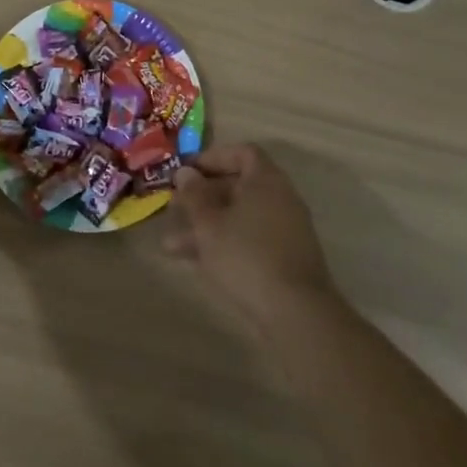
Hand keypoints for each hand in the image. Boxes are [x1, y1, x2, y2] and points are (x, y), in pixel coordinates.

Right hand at [165, 143, 336, 331]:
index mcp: (266, 180)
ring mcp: (285, 231)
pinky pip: (249, 241)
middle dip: (201, 198)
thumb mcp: (209, 224)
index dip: (212, 158)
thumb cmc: (246, 256)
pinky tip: (196, 264)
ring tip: (170, 246)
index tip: (186, 171)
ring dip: (205, 227)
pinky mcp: (284, 260)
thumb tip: (185, 173)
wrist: (296, 314)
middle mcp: (280, 199)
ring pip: (239, 219)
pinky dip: (224, 246)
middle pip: (237, 187)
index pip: (242, 153)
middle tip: (173, 208)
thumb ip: (194, 195)